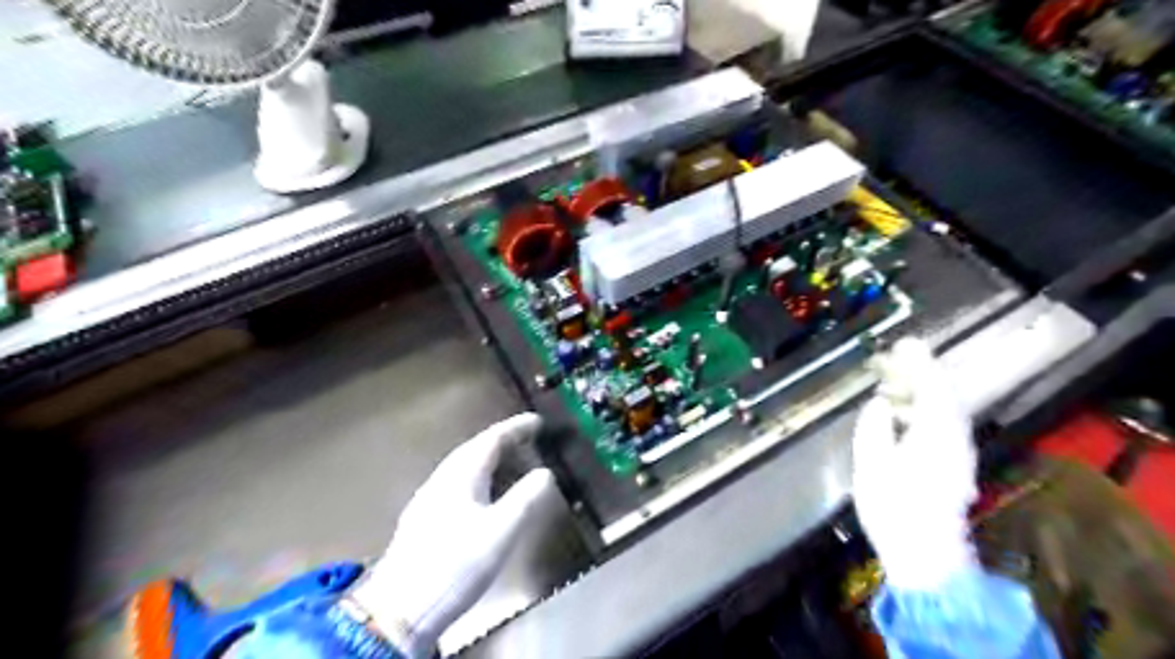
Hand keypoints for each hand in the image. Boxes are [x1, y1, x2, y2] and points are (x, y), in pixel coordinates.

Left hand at [351, 415, 556, 656]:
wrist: (401, 610)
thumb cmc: (456, 565)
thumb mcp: (501, 531)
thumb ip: (526, 498)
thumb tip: (546, 473)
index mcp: (461, 475)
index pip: (492, 439)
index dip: (516, 428)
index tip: (538, 422)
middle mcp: (442, 480)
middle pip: (475, 449)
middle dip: (503, 441)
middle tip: (529, 439)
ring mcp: (429, 499)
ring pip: (464, 467)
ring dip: (490, 460)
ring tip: (512, 465)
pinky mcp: (423, 520)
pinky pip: (457, 484)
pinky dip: (479, 479)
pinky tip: (484, 497)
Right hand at [857, 343, 982, 588]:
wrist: (926, 555)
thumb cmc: (895, 507)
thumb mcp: (872, 464)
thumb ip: (875, 427)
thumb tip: (880, 404)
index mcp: (936, 433)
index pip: (933, 387)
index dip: (919, 363)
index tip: (903, 343)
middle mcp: (954, 438)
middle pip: (943, 395)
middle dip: (920, 373)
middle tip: (893, 358)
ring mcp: (957, 454)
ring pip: (943, 411)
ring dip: (920, 392)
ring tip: (892, 383)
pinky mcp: (953, 467)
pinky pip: (940, 426)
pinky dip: (922, 411)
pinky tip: (901, 416)